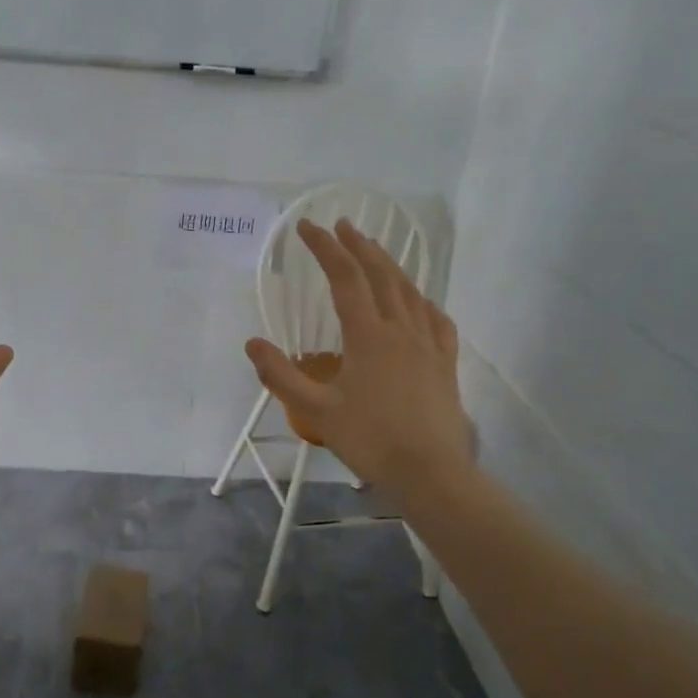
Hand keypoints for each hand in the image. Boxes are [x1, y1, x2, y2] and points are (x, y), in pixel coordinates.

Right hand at [246, 219, 472, 499]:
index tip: (306, 227)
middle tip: (342, 226)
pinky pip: (436, 319)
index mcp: (367, 335)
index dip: (324, 248)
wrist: (430, 472)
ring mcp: (428, 344)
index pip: (344, 278)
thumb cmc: (370, 440)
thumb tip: (252, 343)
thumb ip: (280, 376)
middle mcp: (400, 329)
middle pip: (380, 275)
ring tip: (374, 253)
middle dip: (358, 246)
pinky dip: (422, 301)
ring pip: (409, 292)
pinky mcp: (446, 362)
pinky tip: (418, 302)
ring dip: (389, 266)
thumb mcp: (316, 411)